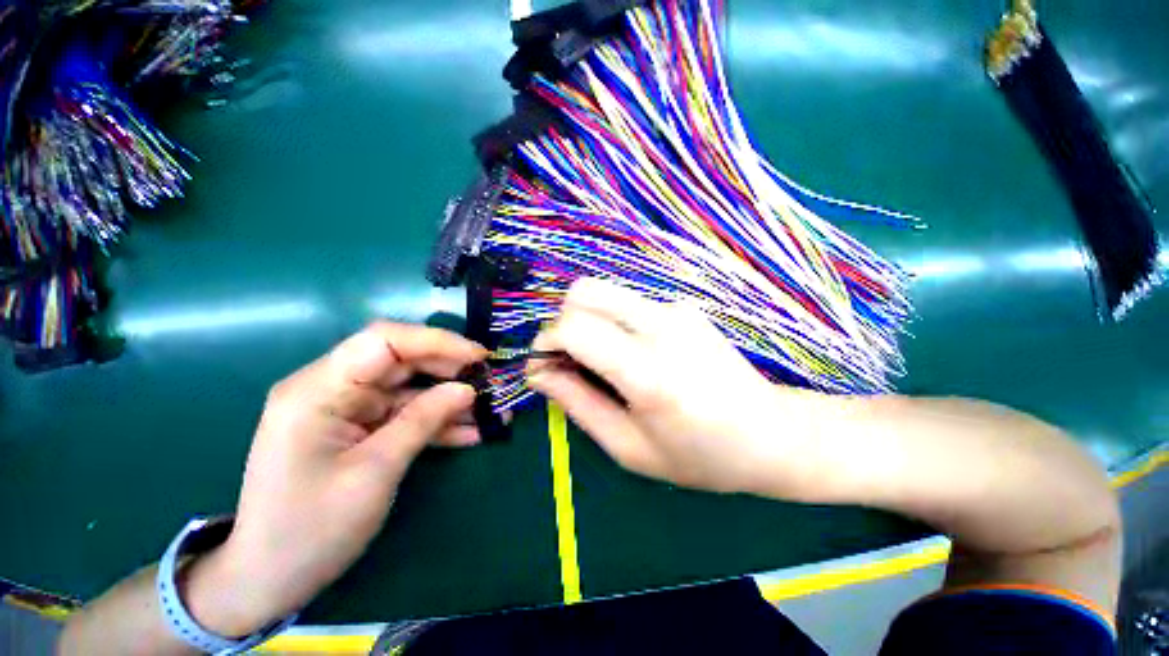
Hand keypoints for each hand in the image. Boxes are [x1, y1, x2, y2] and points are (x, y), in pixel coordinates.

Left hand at [185, 323, 486, 635]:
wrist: (269, 580)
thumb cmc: (310, 530)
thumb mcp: (375, 472)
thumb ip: (423, 421)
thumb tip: (468, 389)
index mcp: (319, 390)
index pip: (384, 341)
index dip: (437, 341)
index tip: (479, 357)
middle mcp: (332, 389)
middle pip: (402, 360)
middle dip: (450, 369)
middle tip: (490, 384)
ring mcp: (347, 410)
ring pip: (410, 388)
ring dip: (450, 399)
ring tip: (491, 412)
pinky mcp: (360, 428)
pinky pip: (406, 414)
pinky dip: (437, 422)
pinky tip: (470, 433)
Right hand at [528, 278, 833, 495]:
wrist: (772, 435)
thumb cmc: (700, 456)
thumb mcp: (629, 448)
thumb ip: (578, 405)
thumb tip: (540, 373)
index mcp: (649, 371)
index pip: (574, 327)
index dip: (545, 343)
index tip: (543, 368)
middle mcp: (662, 326)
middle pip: (584, 292)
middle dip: (563, 322)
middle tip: (570, 360)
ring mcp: (676, 310)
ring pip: (604, 293)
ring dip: (587, 321)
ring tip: (602, 361)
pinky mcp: (683, 307)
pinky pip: (628, 304)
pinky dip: (613, 323)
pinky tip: (634, 355)